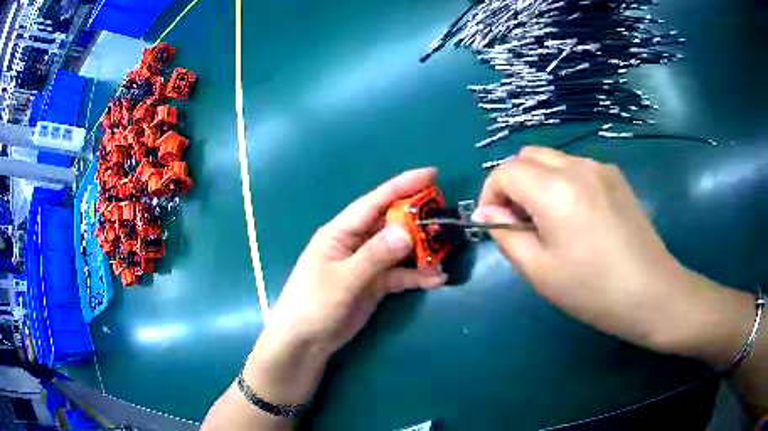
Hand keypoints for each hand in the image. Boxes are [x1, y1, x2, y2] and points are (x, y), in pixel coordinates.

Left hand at [268, 168, 447, 356]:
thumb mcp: (343, 279)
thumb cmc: (314, 304)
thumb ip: (375, 256)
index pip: (375, 201)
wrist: (305, 342)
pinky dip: (417, 276)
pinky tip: (437, 279)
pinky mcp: (374, 284)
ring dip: (421, 250)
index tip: (432, 174)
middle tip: (446, 215)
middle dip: (418, 218)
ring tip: (447, 250)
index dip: (403, 185)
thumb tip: (407, 232)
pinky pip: (399, 275)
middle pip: (391, 223)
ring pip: (399, 250)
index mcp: (341, 231)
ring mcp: (366, 264)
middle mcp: (356, 242)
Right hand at [473, 147, 732, 353]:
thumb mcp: (540, 271)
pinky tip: (579, 217)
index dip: (492, 193)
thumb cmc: (592, 290)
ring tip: (551, 221)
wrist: (650, 292)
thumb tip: (488, 213)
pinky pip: (577, 168)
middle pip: (528, 155)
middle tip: (521, 221)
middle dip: (514, 183)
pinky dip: (563, 183)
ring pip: (553, 159)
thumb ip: (507, 235)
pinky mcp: (616, 177)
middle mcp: (578, 167)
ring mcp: (601, 168)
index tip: (496, 223)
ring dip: (539, 182)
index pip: (506, 171)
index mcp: (556, 190)